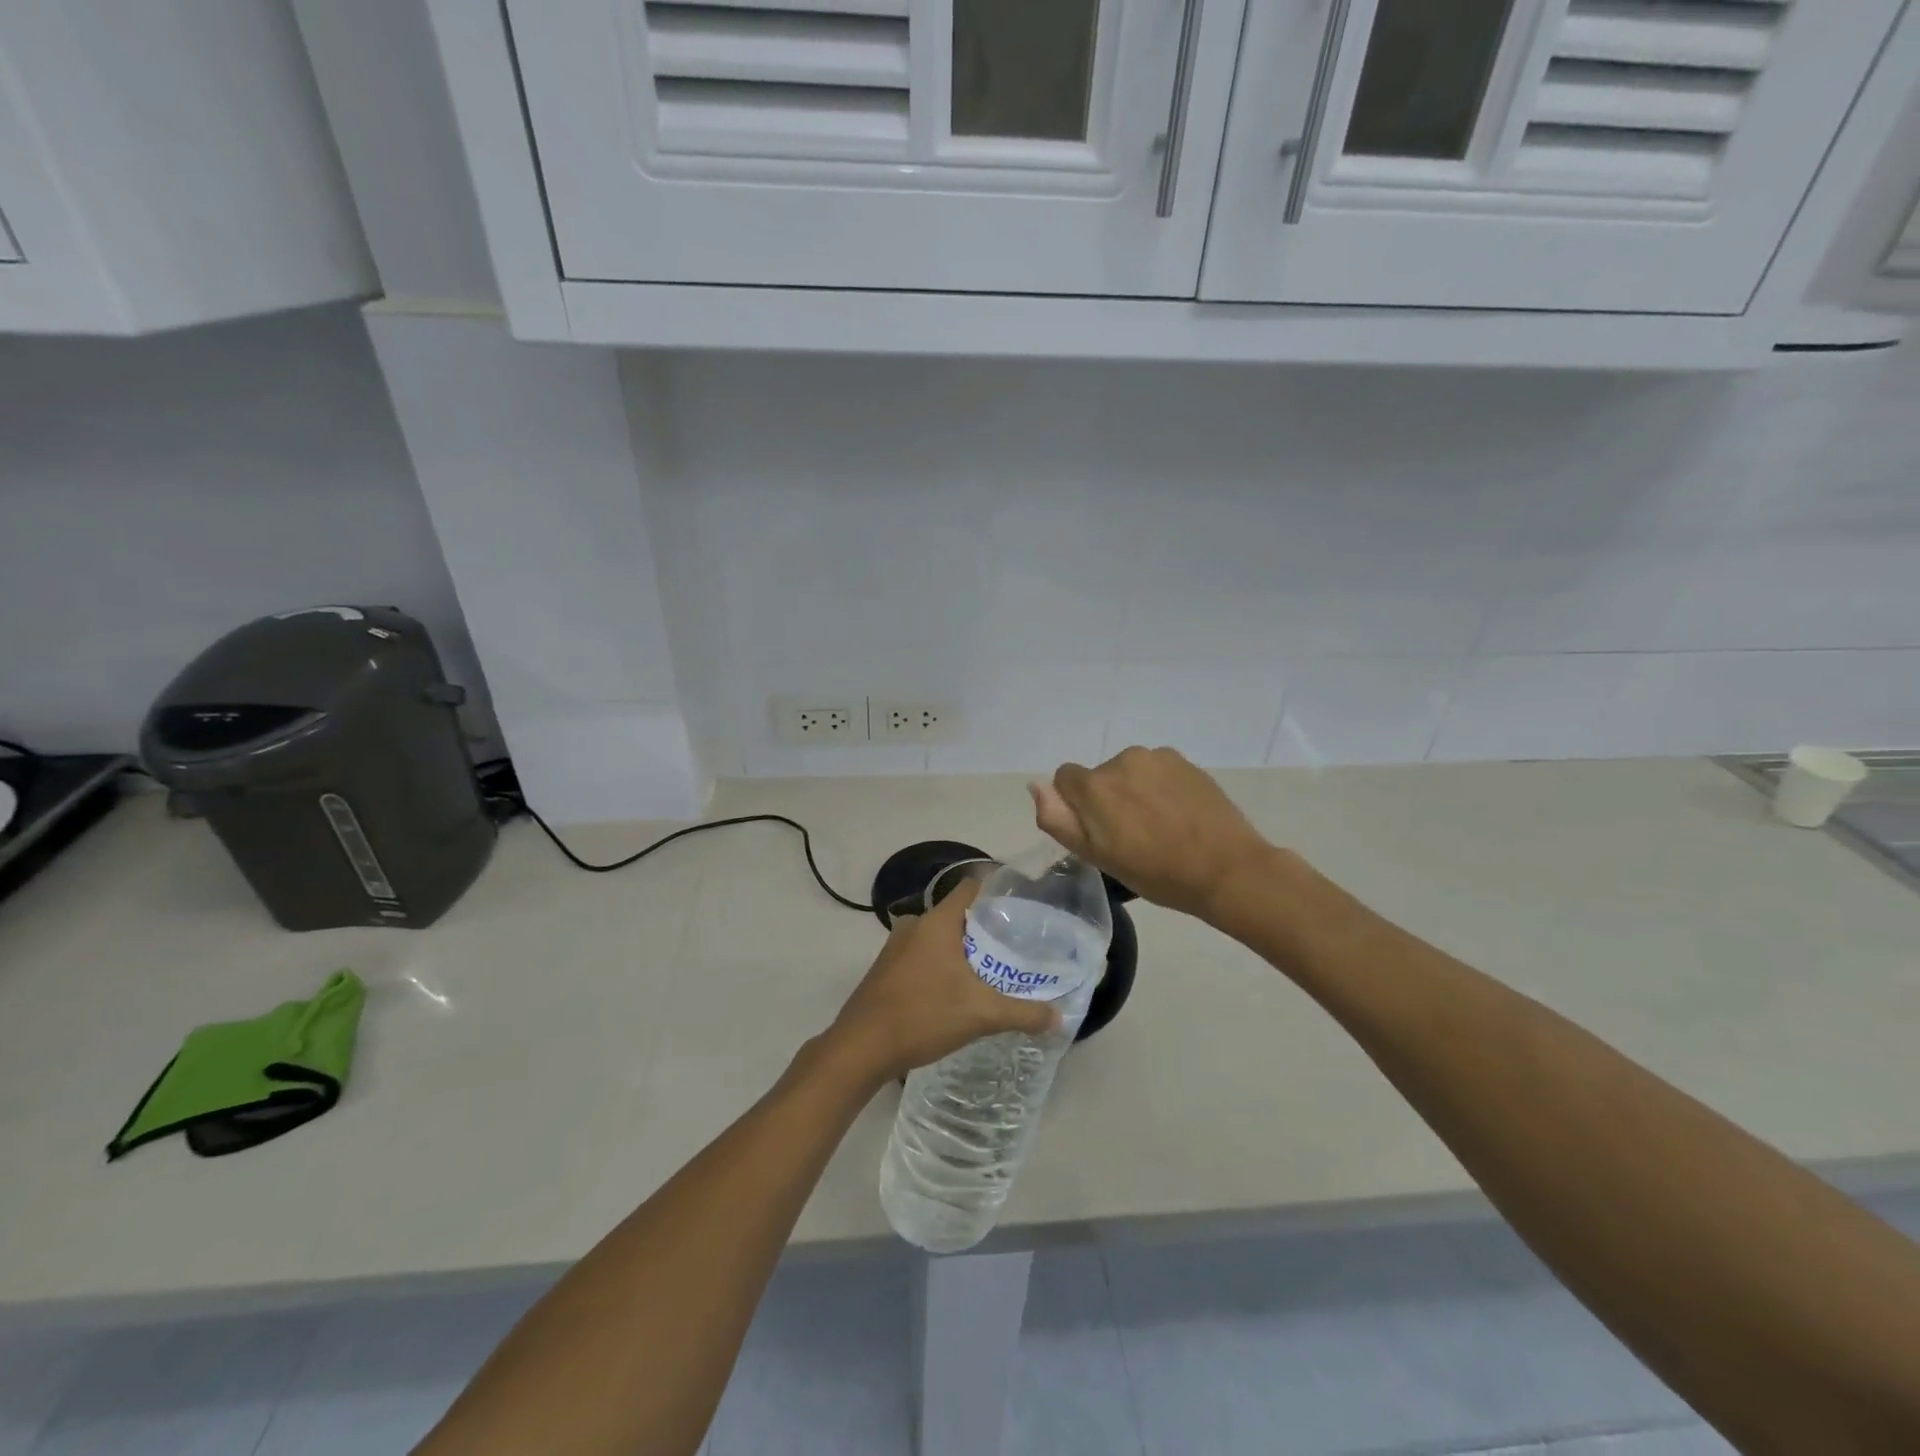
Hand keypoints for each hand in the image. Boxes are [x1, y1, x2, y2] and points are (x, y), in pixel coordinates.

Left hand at [827, 881, 1058, 1084]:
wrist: (861, 1048)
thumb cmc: (922, 1016)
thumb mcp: (980, 1015)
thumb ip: (1023, 1013)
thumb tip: (1059, 1018)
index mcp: (937, 922)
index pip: (971, 888)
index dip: (997, 892)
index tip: (1023, 907)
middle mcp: (914, 925)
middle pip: (958, 915)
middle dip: (985, 928)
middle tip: (1016, 946)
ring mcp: (896, 947)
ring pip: (939, 937)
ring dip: (963, 950)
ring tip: (992, 970)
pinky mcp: (886, 969)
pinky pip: (923, 955)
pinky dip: (942, 965)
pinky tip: (958, 991)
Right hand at [1030, 746, 1276, 922]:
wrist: (1227, 870)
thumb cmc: (1157, 873)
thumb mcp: (1097, 856)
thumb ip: (1059, 819)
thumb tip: (1036, 786)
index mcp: (1095, 786)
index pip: (1065, 779)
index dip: (1077, 807)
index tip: (1099, 833)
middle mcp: (1122, 760)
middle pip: (1099, 776)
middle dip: (1107, 799)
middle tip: (1132, 836)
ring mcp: (1157, 757)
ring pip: (1129, 772)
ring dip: (1134, 791)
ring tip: (1159, 826)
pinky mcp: (1185, 761)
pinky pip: (1157, 770)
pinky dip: (1160, 787)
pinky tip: (1179, 814)